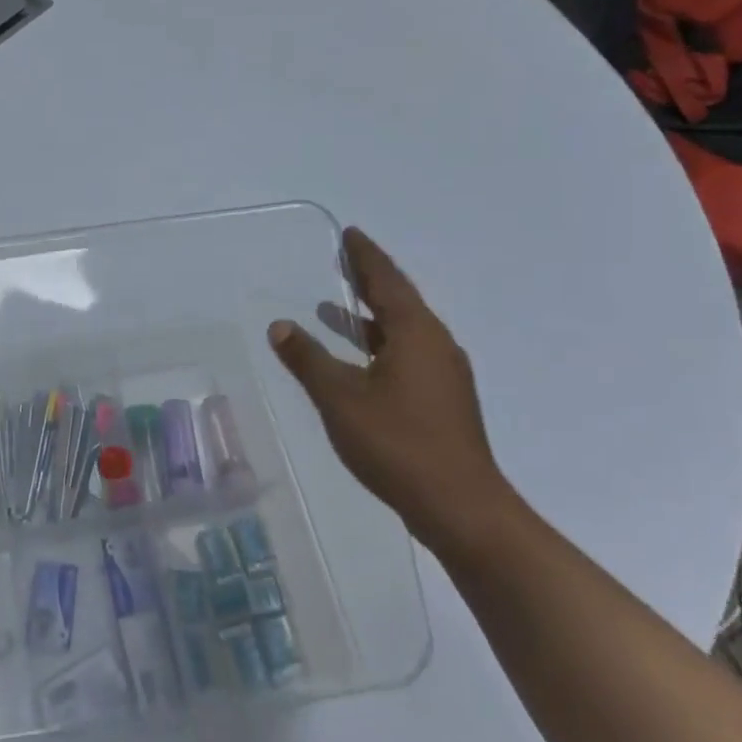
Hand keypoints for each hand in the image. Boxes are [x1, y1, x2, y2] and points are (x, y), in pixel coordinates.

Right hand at [269, 227, 511, 550]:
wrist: (460, 507)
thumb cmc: (398, 443)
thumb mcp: (340, 398)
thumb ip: (308, 359)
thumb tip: (281, 326)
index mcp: (416, 333)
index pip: (387, 281)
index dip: (365, 256)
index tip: (350, 234)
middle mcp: (436, 345)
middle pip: (399, 301)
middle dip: (368, 281)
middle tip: (341, 262)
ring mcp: (444, 375)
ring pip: (402, 331)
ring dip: (369, 317)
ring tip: (333, 308)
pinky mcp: (443, 401)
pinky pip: (406, 355)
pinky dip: (378, 345)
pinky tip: (357, 362)